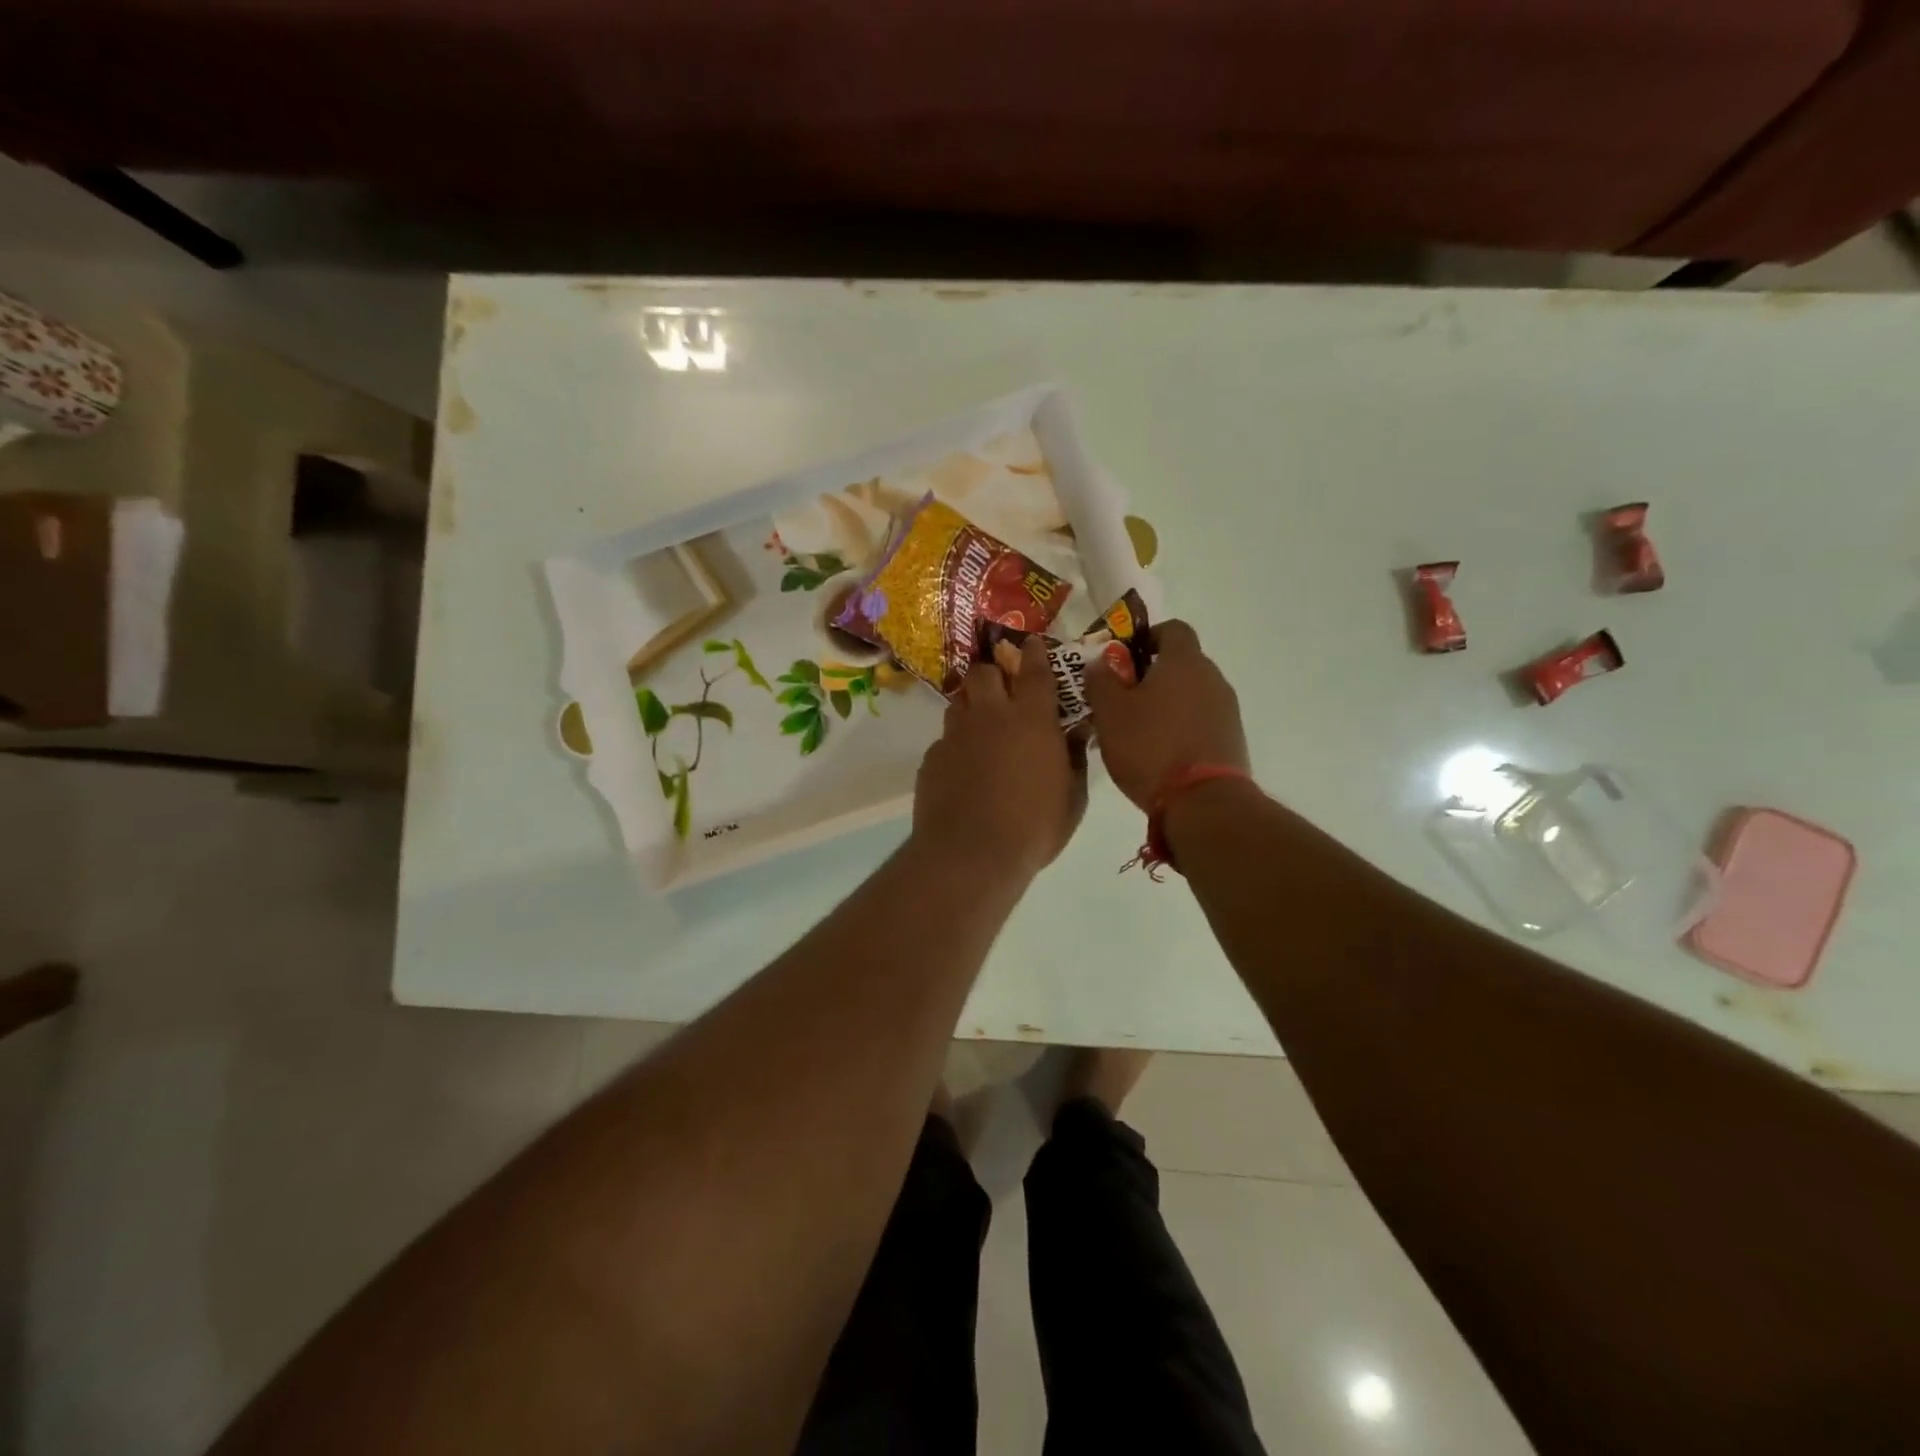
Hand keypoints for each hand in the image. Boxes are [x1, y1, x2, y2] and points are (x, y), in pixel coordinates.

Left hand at [913, 637, 1086, 881]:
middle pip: (984, 672)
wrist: (971, 854)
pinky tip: (963, 770)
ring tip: (981, 727)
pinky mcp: (931, 759)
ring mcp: (955, 735)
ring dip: (972, 706)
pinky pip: (945, 740)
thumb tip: (1078, 734)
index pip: (1034, 670)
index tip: (1032, 643)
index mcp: (1032, 720)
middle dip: (993, 672)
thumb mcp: (1072, 798)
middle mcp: (990, 716)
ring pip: (959, 702)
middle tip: (1002, 689)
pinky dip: (956, 746)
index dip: (1034, 652)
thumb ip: (1075, 759)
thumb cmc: (1034, 827)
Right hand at [1083, 619, 1248, 811]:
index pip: (1172, 628)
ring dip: (1168, 703)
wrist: (1203, 802)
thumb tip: (1099, 661)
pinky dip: (1182, 727)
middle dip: (1152, 675)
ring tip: (1139, 730)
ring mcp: (1227, 710)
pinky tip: (1161, 753)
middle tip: (1122, 698)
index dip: (1146, 637)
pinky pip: (1202, 721)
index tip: (1123, 659)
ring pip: (1192, 694)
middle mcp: (1213, 677)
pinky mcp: (1232, 739)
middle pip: (1182, 663)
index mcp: (1184, 661)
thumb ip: (1100, 680)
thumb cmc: (1150, 747)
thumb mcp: (1109, 712)